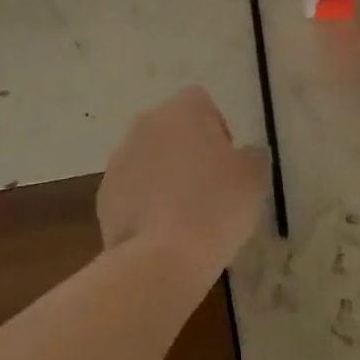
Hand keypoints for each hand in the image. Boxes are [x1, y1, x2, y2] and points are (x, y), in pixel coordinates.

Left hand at [98, 87, 268, 276]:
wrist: (161, 258)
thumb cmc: (215, 206)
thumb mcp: (253, 178)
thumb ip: (252, 155)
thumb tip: (245, 153)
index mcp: (183, 110)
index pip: (201, 102)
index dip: (216, 128)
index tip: (226, 161)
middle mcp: (147, 123)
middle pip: (171, 127)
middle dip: (187, 149)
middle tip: (208, 186)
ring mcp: (120, 157)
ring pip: (148, 156)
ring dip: (163, 174)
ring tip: (183, 214)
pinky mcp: (105, 192)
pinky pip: (131, 188)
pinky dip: (144, 201)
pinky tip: (161, 231)